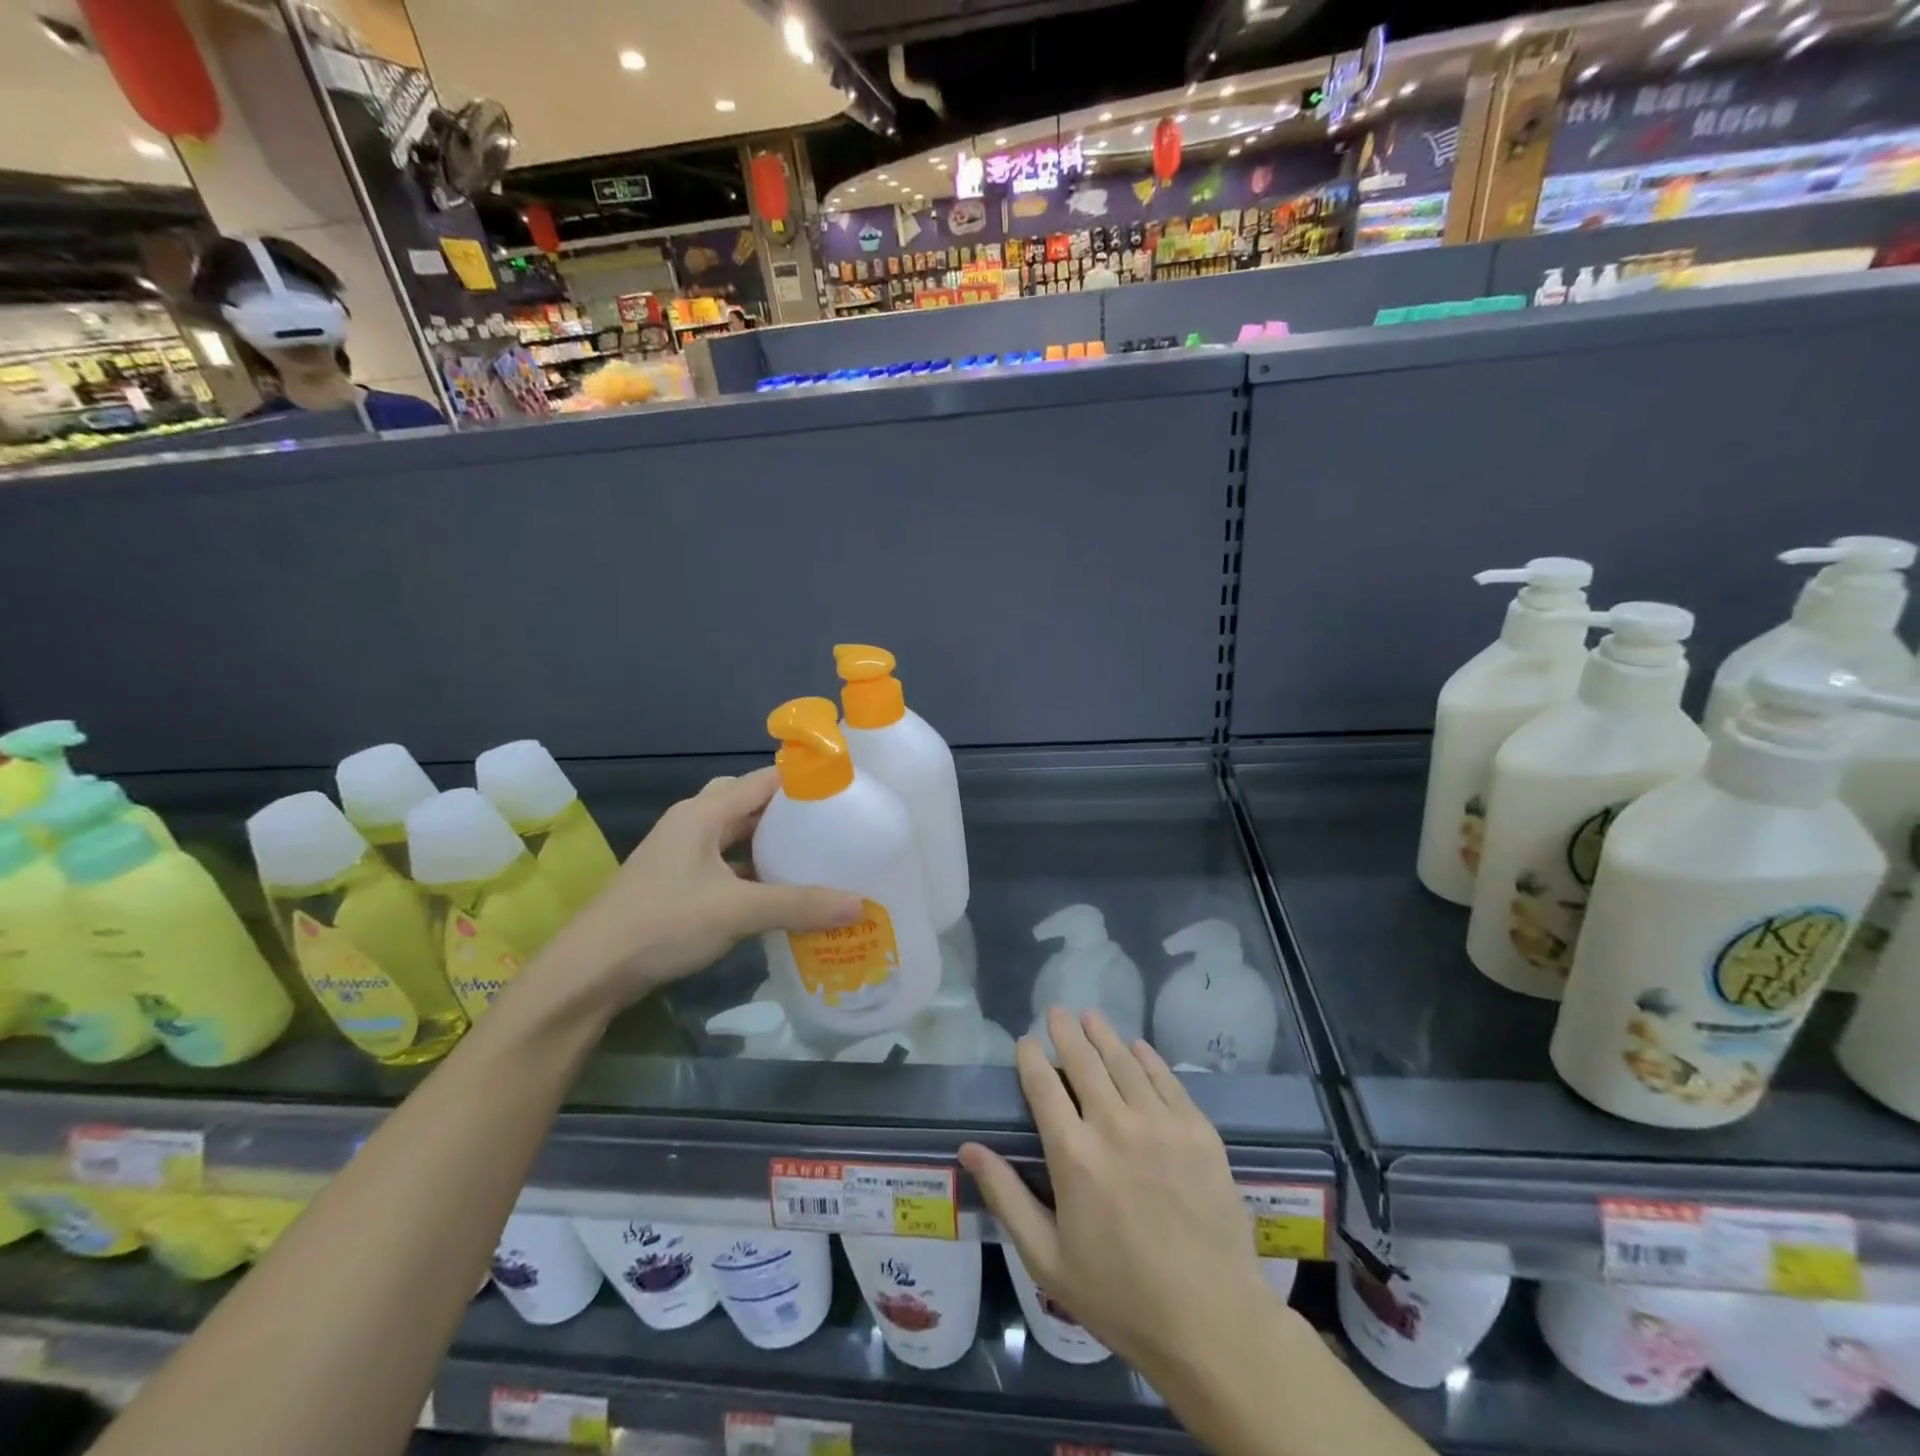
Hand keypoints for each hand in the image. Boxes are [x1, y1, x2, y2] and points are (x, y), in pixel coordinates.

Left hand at [549, 768, 860, 1009]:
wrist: (590, 972)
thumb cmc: (663, 924)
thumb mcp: (738, 911)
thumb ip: (800, 905)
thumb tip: (860, 904)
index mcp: (703, 813)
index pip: (764, 780)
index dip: (803, 781)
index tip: (845, 790)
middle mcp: (692, 823)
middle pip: (749, 803)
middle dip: (790, 811)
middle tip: (833, 823)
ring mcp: (681, 853)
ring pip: (736, 834)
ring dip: (769, 841)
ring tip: (814, 852)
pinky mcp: (676, 882)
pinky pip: (725, 862)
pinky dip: (752, 869)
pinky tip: (778, 889)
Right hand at [959, 1008, 1280, 1384]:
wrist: (1212, 1322)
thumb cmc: (1120, 1296)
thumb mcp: (1048, 1259)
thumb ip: (1007, 1197)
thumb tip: (970, 1148)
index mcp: (1073, 1155)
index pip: (1043, 1086)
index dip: (1031, 1058)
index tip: (1025, 1041)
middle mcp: (1114, 1125)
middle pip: (1084, 1062)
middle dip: (1066, 1032)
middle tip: (1056, 1011)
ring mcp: (1161, 1124)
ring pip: (1125, 1062)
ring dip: (1104, 1035)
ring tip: (1091, 1016)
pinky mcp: (1198, 1132)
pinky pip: (1167, 1080)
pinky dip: (1148, 1058)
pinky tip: (1138, 1047)